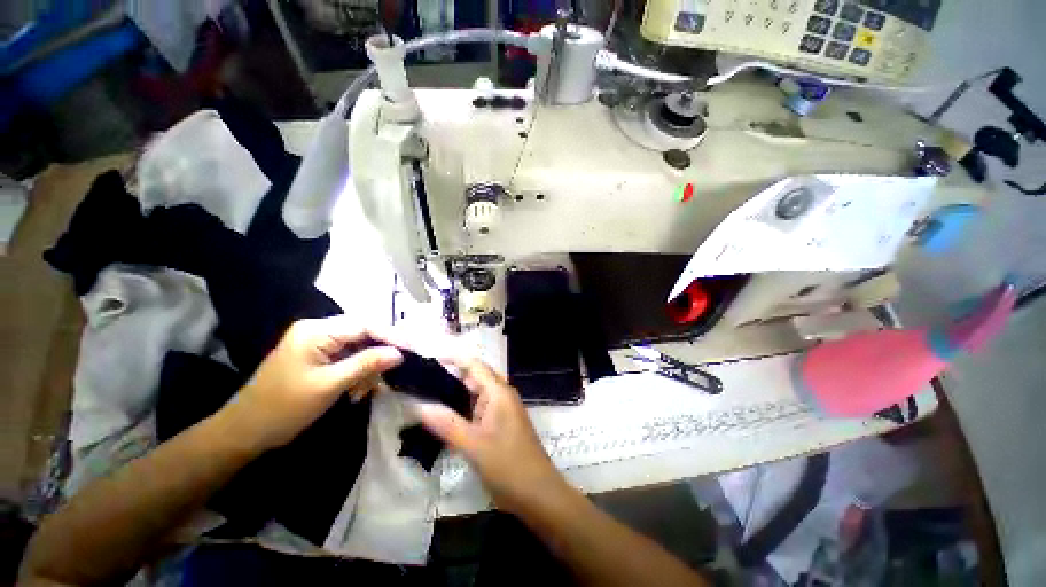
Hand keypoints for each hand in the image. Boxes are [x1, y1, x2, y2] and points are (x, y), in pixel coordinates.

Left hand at [222, 317, 402, 451]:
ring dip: (368, 367)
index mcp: (316, 331)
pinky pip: (347, 358)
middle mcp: (318, 330)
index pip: (365, 325)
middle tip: (395, 372)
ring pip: (358, 348)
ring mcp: (317, 343)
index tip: (413, 349)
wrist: (244, 432)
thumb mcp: (329, 385)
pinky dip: (357, 373)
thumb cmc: (283, 407)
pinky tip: (357, 391)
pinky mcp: (317, 357)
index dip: (391, 336)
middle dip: (379, 354)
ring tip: (367, 390)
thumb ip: (366, 364)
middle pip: (363, 334)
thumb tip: (400, 353)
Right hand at [416, 358, 567, 514]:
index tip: (426, 358)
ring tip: (424, 393)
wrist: (538, 495)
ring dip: (454, 393)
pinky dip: (461, 409)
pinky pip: (477, 410)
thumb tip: (418, 404)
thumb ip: (447, 423)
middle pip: (473, 377)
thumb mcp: (474, 445)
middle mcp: (500, 396)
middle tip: (419, 378)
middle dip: (449, 375)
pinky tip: (442, 416)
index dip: (452, 358)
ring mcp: (501, 411)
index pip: (473, 365)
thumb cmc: (509, 466)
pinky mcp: (498, 425)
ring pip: (474, 394)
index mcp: (498, 392)